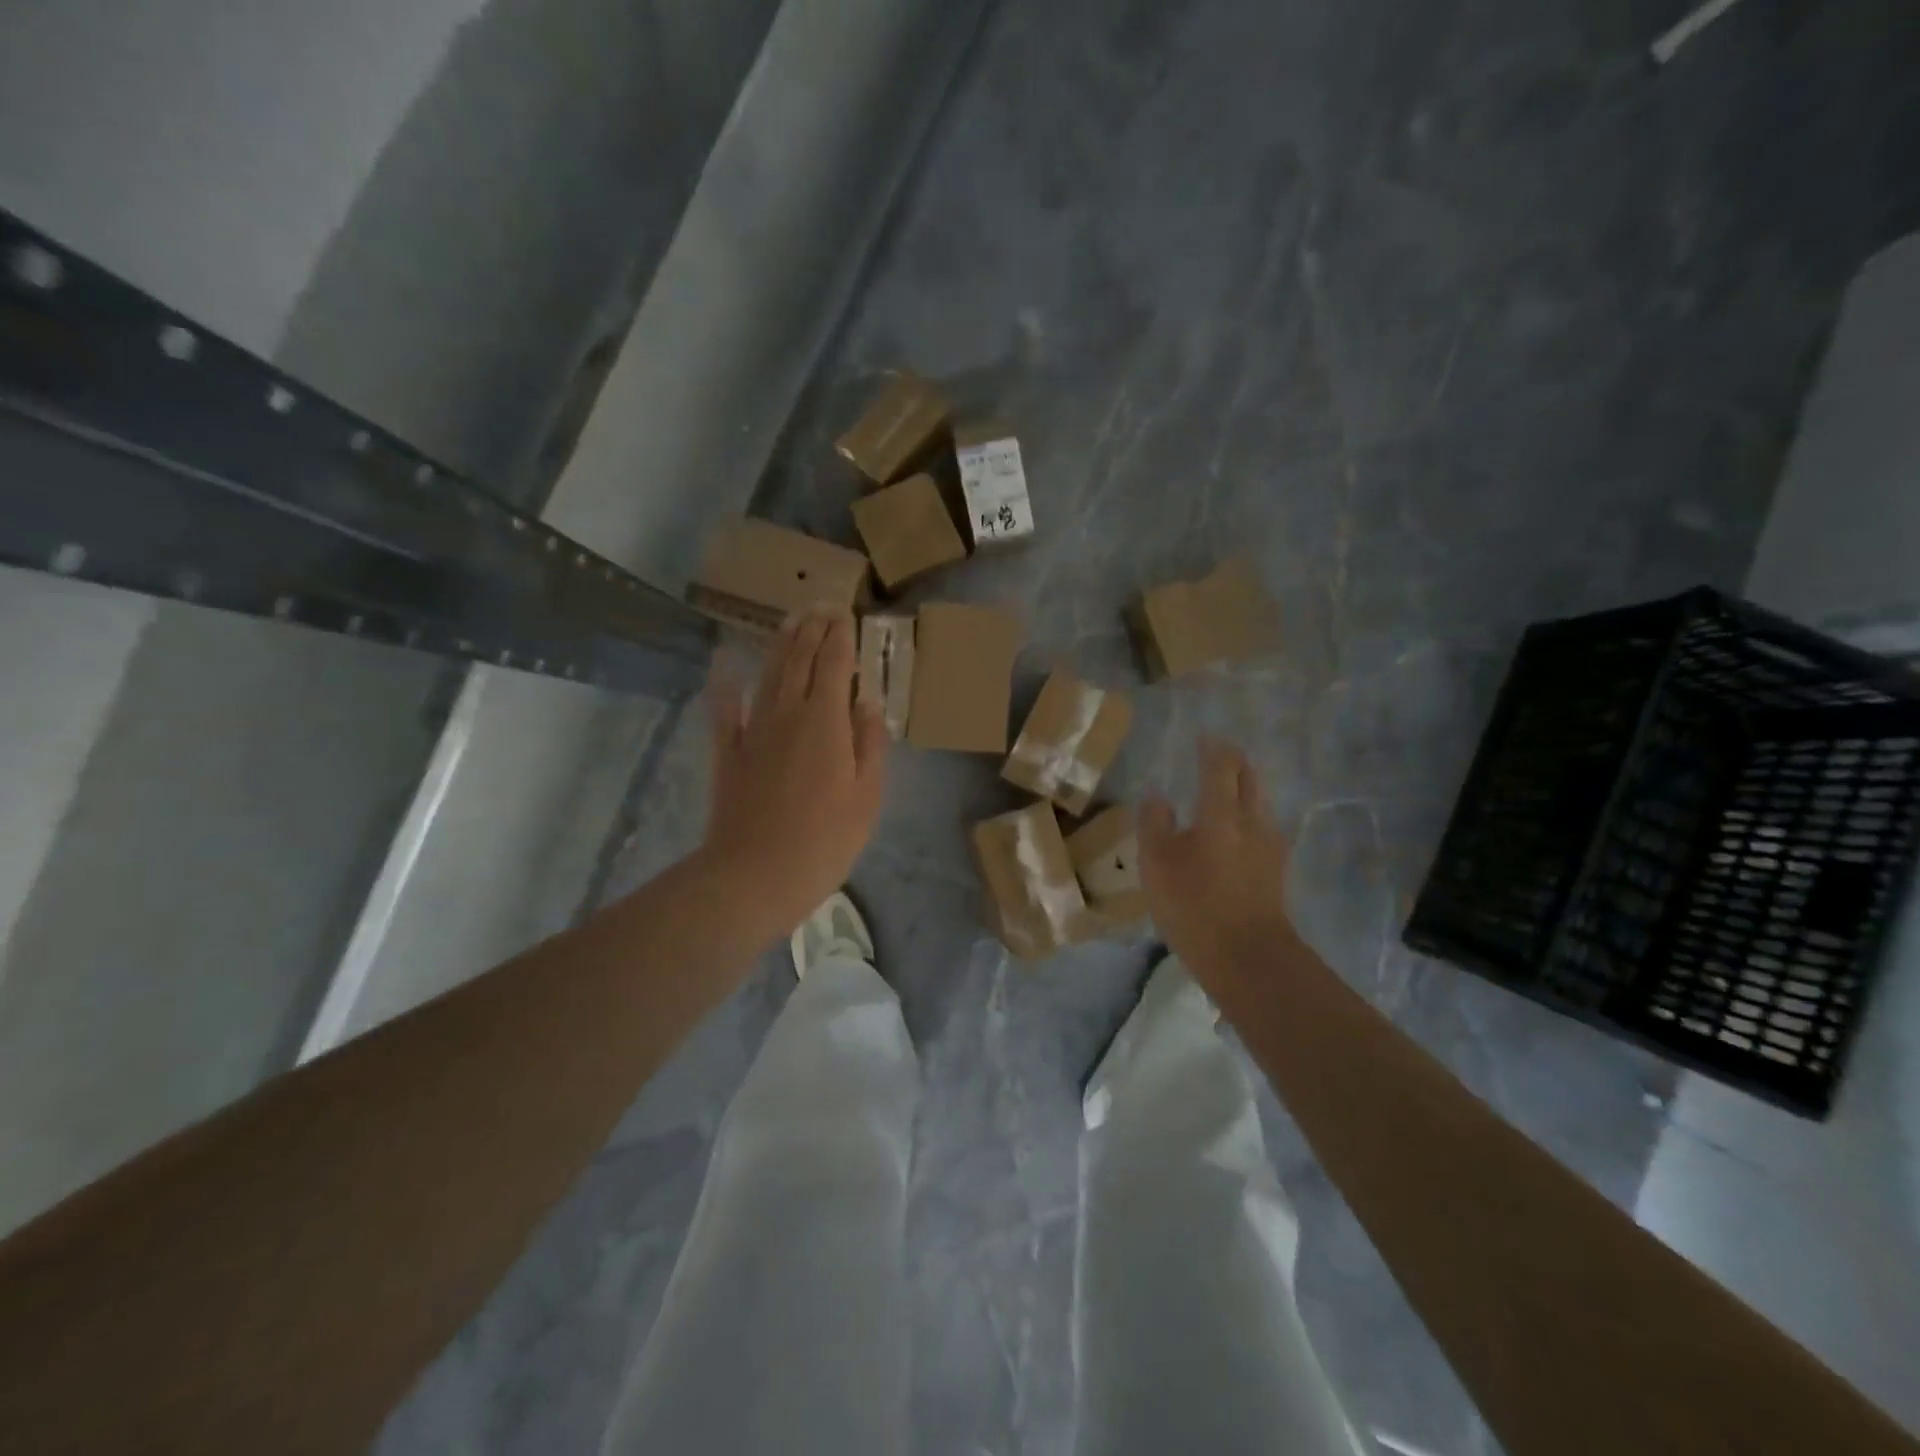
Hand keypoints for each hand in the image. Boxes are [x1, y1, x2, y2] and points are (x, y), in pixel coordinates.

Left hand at [702, 612, 890, 940]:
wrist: (755, 874)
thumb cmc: (825, 839)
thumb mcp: (867, 795)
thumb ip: (869, 743)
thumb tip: (867, 701)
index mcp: (826, 721)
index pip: (834, 664)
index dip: (840, 636)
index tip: (845, 613)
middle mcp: (788, 713)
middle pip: (799, 660)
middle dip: (812, 630)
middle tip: (820, 606)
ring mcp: (753, 731)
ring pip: (768, 675)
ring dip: (780, 645)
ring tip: (790, 621)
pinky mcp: (728, 753)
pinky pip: (724, 711)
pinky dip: (724, 686)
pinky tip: (723, 666)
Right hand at [1139, 737, 1302, 988]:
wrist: (1248, 958)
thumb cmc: (1194, 905)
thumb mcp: (1157, 863)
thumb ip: (1154, 823)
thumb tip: (1157, 796)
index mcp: (1221, 813)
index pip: (1221, 765)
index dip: (1213, 748)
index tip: (1203, 737)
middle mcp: (1252, 820)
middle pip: (1249, 778)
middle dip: (1234, 762)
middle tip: (1217, 756)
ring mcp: (1270, 846)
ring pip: (1259, 803)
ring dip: (1244, 789)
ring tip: (1224, 791)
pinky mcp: (1276, 870)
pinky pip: (1262, 828)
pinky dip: (1248, 816)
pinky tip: (1236, 831)